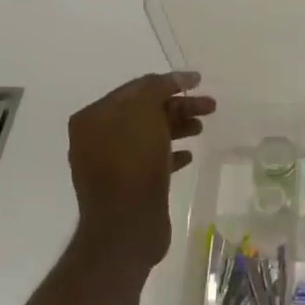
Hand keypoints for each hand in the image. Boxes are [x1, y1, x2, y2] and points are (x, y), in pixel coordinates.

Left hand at [67, 71, 214, 269]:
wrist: (126, 226)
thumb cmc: (133, 163)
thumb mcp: (144, 113)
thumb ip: (158, 88)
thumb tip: (177, 78)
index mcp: (94, 117)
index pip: (136, 88)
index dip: (169, 81)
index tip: (199, 81)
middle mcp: (97, 137)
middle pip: (145, 111)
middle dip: (178, 106)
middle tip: (210, 107)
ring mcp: (111, 163)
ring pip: (150, 135)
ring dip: (177, 127)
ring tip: (201, 129)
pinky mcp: (126, 186)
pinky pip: (150, 161)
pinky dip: (170, 154)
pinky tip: (189, 156)